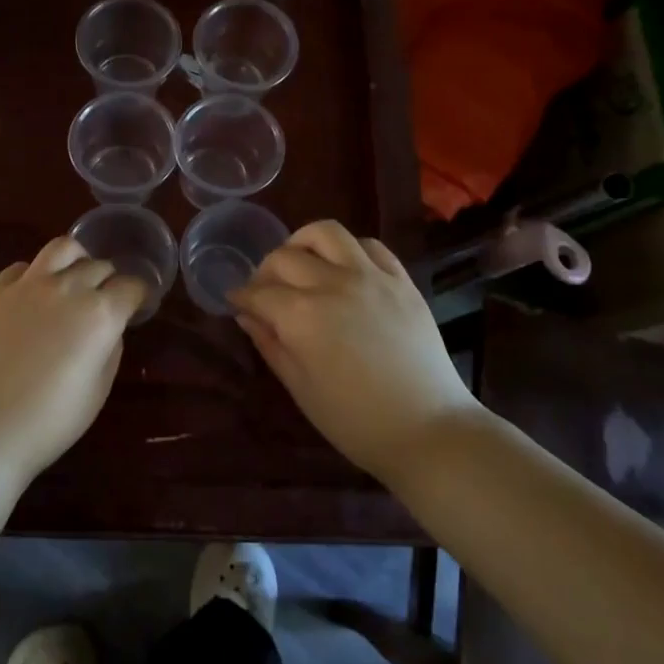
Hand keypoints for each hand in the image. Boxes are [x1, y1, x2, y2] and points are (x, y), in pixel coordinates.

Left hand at [0, 237, 147, 484]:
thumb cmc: (49, 422)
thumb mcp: (98, 391)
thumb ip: (110, 349)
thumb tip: (108, 328)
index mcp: (100, 314)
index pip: (132, 286)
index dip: (139, 295)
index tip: (138, 305)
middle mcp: (67, 288)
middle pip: (99, 266)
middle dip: (109, 280)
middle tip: (106, 300)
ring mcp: (28, 285)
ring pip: (62, 248)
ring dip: (76, 259)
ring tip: (73, 278)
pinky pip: (22, 267)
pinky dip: (35, 274)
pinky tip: (33, 295)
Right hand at [230, 220, 481, 480]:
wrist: (428, 430)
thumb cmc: (354, 420)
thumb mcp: (300, 388)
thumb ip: (270, 344)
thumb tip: (246, 316)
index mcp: (301, 316)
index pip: (258, 292)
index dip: (241, 296)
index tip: (235, 301)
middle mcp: (332, 284)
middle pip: (284, 257)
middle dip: (265, 271)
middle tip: (265, 291)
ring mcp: (370, 277)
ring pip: (326, 233)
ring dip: (303, 243)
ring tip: (302, 264)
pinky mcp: (401, 280)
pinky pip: (370, 245)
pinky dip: (350, 250)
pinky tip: (345, 269)